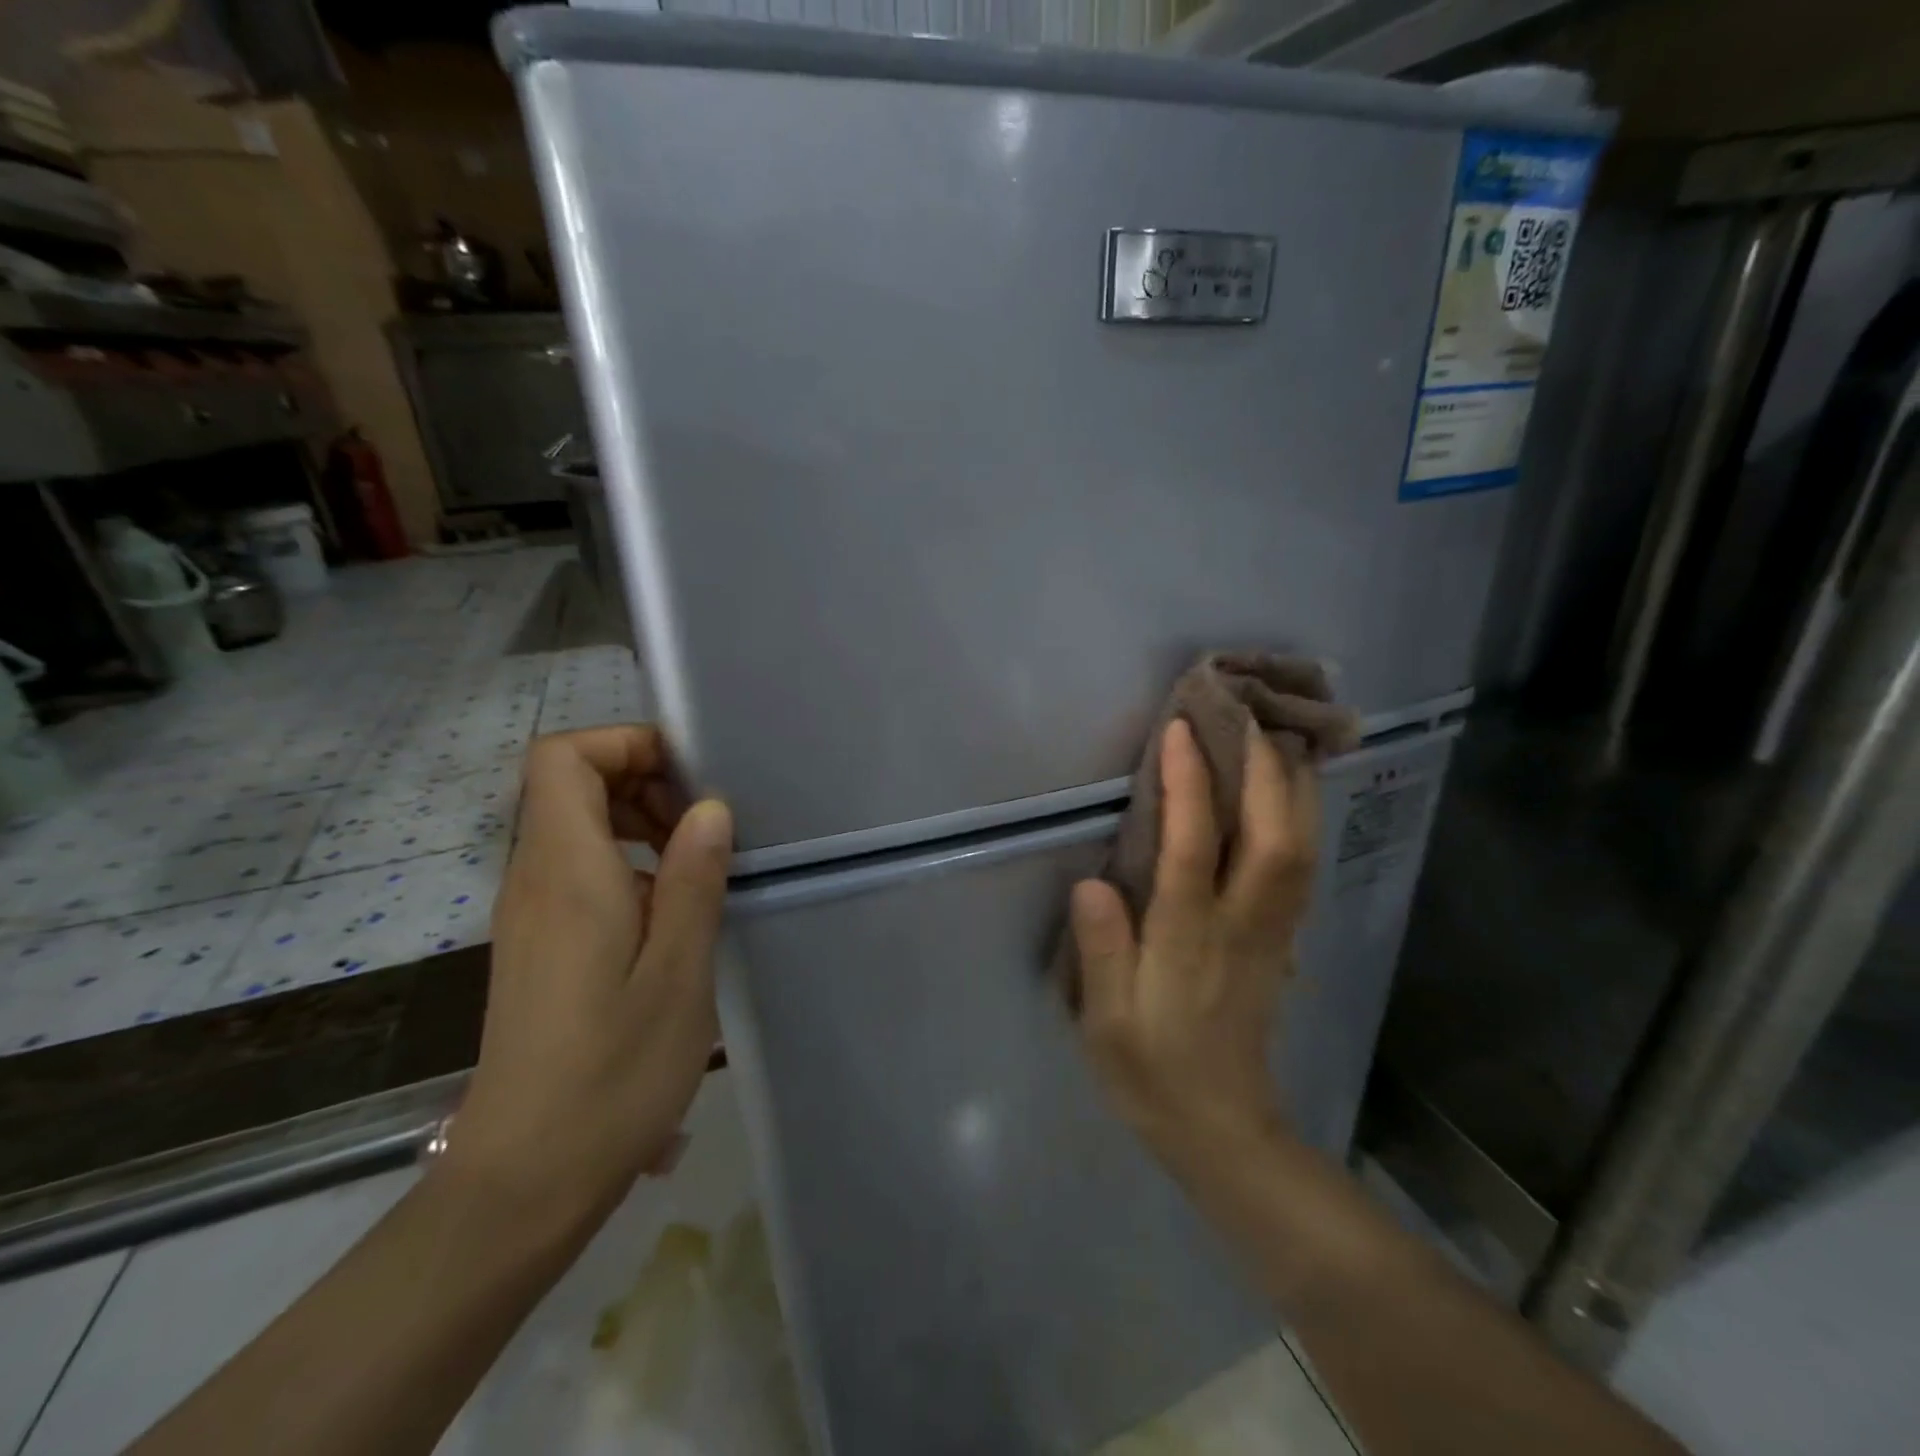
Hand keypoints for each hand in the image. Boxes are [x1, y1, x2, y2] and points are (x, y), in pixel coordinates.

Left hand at [447, 725, 733, 1234]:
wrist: (527, 1177)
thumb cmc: (614, 1071)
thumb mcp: (679, 971)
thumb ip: (693, 878)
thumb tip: (710, 809)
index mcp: (566, 872)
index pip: (562, 757)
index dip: (624, 744)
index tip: (688, 777)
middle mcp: (535, 880)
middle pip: (570, 784)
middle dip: (643, 781)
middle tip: (705, 827)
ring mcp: (531, 915)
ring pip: (577, 827)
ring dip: (641, 825)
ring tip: (699, 868)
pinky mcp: (539, 946)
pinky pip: (579, 872)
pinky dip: (629, 866)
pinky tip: (673, 917)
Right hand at [1070, 718, 1317, 1168]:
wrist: (1222, 1128)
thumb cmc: (1151, 1071)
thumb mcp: (1105, 1023)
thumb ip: (1100, 951)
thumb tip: (1093, 882)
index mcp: (1189, 941)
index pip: (1192, 848)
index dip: (1188, 784)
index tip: (1180, 730)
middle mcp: (1242, 925)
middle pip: (1271, 835)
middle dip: (1262, 767)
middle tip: (1244, 710)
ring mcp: (1273, 931)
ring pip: (1300, 846)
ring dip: (1294, 785)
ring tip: (1277, 733)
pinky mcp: (1284, 939)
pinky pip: (1302, 864)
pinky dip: (1302, 816)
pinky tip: (1293, 790)